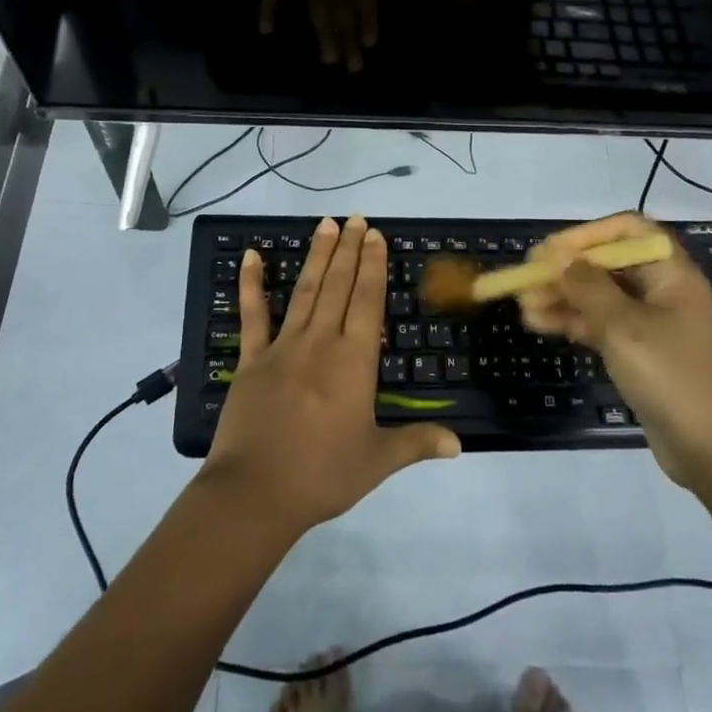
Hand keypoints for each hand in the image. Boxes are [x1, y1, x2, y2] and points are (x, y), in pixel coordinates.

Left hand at [202, 215, 460, 534]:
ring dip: (317, 255)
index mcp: (354, 361)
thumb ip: (417, 443)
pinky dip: (251, 284)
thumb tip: (459, 444)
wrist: (255, 493)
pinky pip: (253, 315)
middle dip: (350, 250)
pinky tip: (251, 256)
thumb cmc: (322, 475)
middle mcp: (321, 342)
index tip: (376, 236)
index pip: (367, 301)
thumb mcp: (377, 461)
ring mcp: (283, 346)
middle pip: (339, 285)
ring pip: (306, 290)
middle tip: (356, 218)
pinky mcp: (252, 359)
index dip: (373, 266)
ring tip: (326, 224)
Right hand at [518, 212, 711, 487]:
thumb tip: (558, 255)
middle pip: (608, 264)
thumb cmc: (672, 376)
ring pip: (601, 297)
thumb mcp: (623, 326)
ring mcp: (654, 324)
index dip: (586, 234)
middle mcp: (663, 290)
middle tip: (524, 279)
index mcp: (670, 272)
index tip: (550, 251)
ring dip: (563, 297)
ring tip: (522, 306)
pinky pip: (604, 325)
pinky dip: (574, 322)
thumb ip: (586, 285)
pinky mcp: (643, 353)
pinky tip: (540, 324)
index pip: (627, 230)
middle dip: (566, 270)